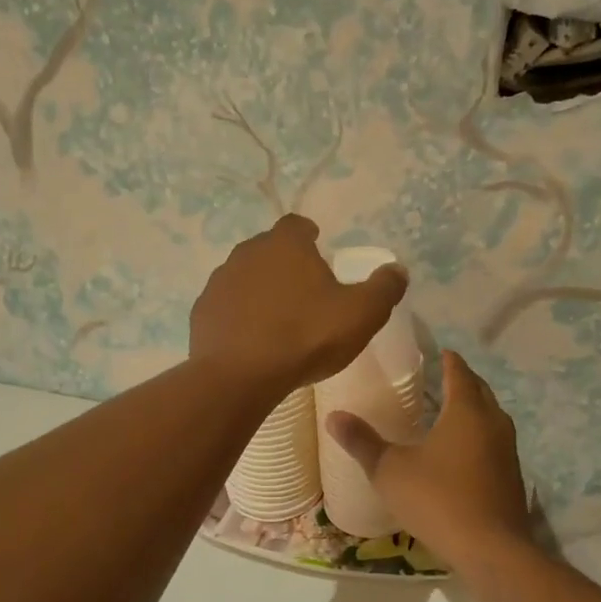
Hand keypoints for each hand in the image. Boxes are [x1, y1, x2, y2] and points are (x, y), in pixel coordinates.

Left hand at [190, 216, 408, 396]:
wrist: (239, 376)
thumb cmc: (305, 337)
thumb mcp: (361, 315)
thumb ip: (384, 289)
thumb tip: (398, 270)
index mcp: (285, 245)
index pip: (296, 225)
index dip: (308, 234)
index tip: (318, 247)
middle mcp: (247, 253)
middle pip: (269, 249)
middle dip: (285, 262)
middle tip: (304, 289)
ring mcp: (219, 282)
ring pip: (244, 276)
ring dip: (260, 289)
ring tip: (277, 317)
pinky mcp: (202, 312)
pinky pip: (226, 306)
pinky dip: (239, 315)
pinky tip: (251, 339)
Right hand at [325, 350, 532, 564]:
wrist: (491, 550)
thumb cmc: (438, 499)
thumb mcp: (390, 470)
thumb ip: (363, 442)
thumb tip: (333, 416)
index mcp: (466, 411)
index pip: (459, 372)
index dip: (449, 360)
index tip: (440, 352)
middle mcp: (493, 423)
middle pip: (480, 391)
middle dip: (463, 381)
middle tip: (442, 378)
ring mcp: (508, 451)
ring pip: (492, 417)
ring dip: (475, 409)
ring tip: (451, 412)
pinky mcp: (512, 477)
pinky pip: (495, 443)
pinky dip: (480, 437)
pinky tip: (463, 453)